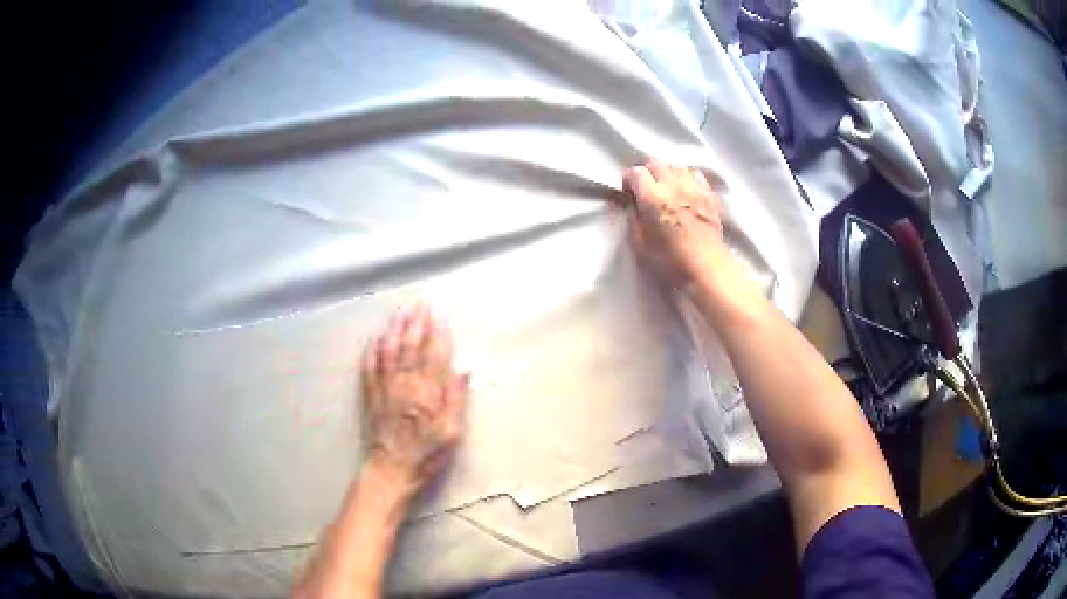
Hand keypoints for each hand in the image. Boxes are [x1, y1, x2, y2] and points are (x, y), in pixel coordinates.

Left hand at [360, 305, 467, 497]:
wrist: (392, 469)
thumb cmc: (426, 454)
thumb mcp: (452, 433)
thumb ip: (456, 400)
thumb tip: (463, 370)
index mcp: (427, 391)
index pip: (434, 354)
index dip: (437, 333)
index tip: (439, 315)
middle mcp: (405, 383)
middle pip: (411, 346)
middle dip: (416, 323)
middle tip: (420, 304)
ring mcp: (386, 387)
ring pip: (390, 351)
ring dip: (395, 330)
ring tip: (400, 313)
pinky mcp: (371, 395)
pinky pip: (370, 367)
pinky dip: (373, 351)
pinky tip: (375, 339)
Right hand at [623, 160, 729, 287]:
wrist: (707, 269)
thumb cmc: (670, 261)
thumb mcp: (640, 244)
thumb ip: (633, 218)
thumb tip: (632, 204)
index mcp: (653, 198)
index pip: (636, 172)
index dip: (629, 180)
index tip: (628, 193)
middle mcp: (673, 186)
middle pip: (655, 163)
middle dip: (647, 173)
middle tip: (645, 189)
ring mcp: (694, 188)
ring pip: (676, 166)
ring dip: (667, 173)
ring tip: (666, 189)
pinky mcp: (709, 194)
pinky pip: (695, 174)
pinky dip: (686, 178)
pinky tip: (685, 190)